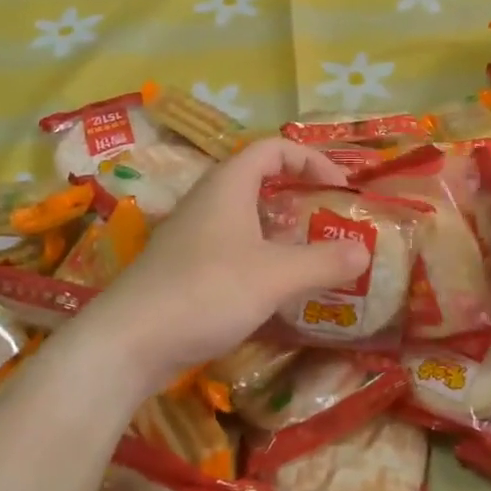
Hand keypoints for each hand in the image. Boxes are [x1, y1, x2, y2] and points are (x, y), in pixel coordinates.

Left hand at [75, 138, 369, 392]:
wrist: (128, 342)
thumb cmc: (206, 291)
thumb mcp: (275, 276)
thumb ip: (323, 262)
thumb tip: (362, 252)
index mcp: (228, 185)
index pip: (274, 148)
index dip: (311, 159)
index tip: (340, 187)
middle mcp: (208, 201)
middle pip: (259, 181)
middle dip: (299, 196)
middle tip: (329, 221)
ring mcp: (191, 235)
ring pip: (245, 218)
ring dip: (280, 231)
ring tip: (311, 257)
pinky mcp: (184, 268)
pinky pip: (231, 248)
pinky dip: (260, 258)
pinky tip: (274, 290)